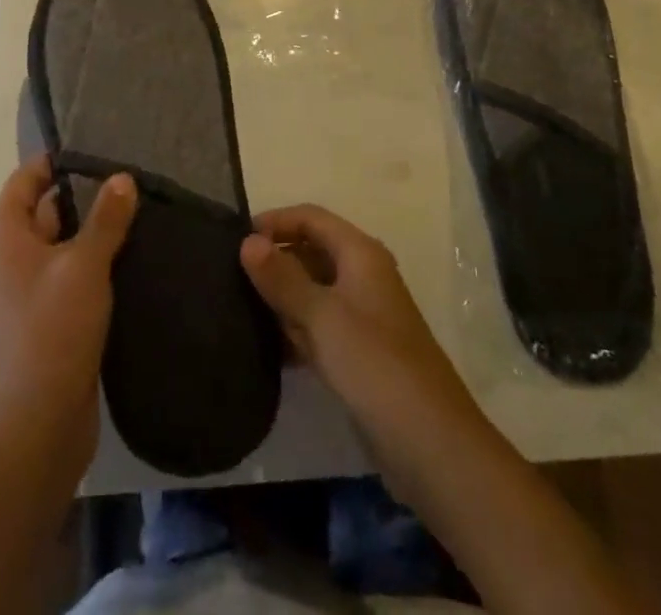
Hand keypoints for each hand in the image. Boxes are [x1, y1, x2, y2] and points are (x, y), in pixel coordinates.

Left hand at [0, 155, 136, 476]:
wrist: (38, 424)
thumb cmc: (54, 329)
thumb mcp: (85, 265)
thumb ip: (106, 218)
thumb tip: (123, 177)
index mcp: (3, 236)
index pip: (27, 179)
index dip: (58, 161)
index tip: (99, 149)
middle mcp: (7, 257)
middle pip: (44, 209)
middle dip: (83, 194)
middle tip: (127, 178)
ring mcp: (24, 290)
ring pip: (60, 243)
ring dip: (92, 230)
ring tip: (137, 210)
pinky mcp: (45, 317)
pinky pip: (68, 273)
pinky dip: (92, 261)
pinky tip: (129, 255)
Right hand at [240, 204, 482, 453]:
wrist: (430, 443)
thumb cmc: (374, 364)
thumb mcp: (321, 316)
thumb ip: (282, 277)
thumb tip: (247, 240)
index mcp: (360, 254)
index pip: (311, 218)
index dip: (275, 221)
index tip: (234, 239)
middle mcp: (362, 275)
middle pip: (311, 251)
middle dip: (275, 260)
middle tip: (230, 277)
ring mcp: (362, 315)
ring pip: (313, 291)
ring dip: (281, 298)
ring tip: (239, 310)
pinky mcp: (359, 353)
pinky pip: (318, 326)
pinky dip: (294, 330)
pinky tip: (266, 348)